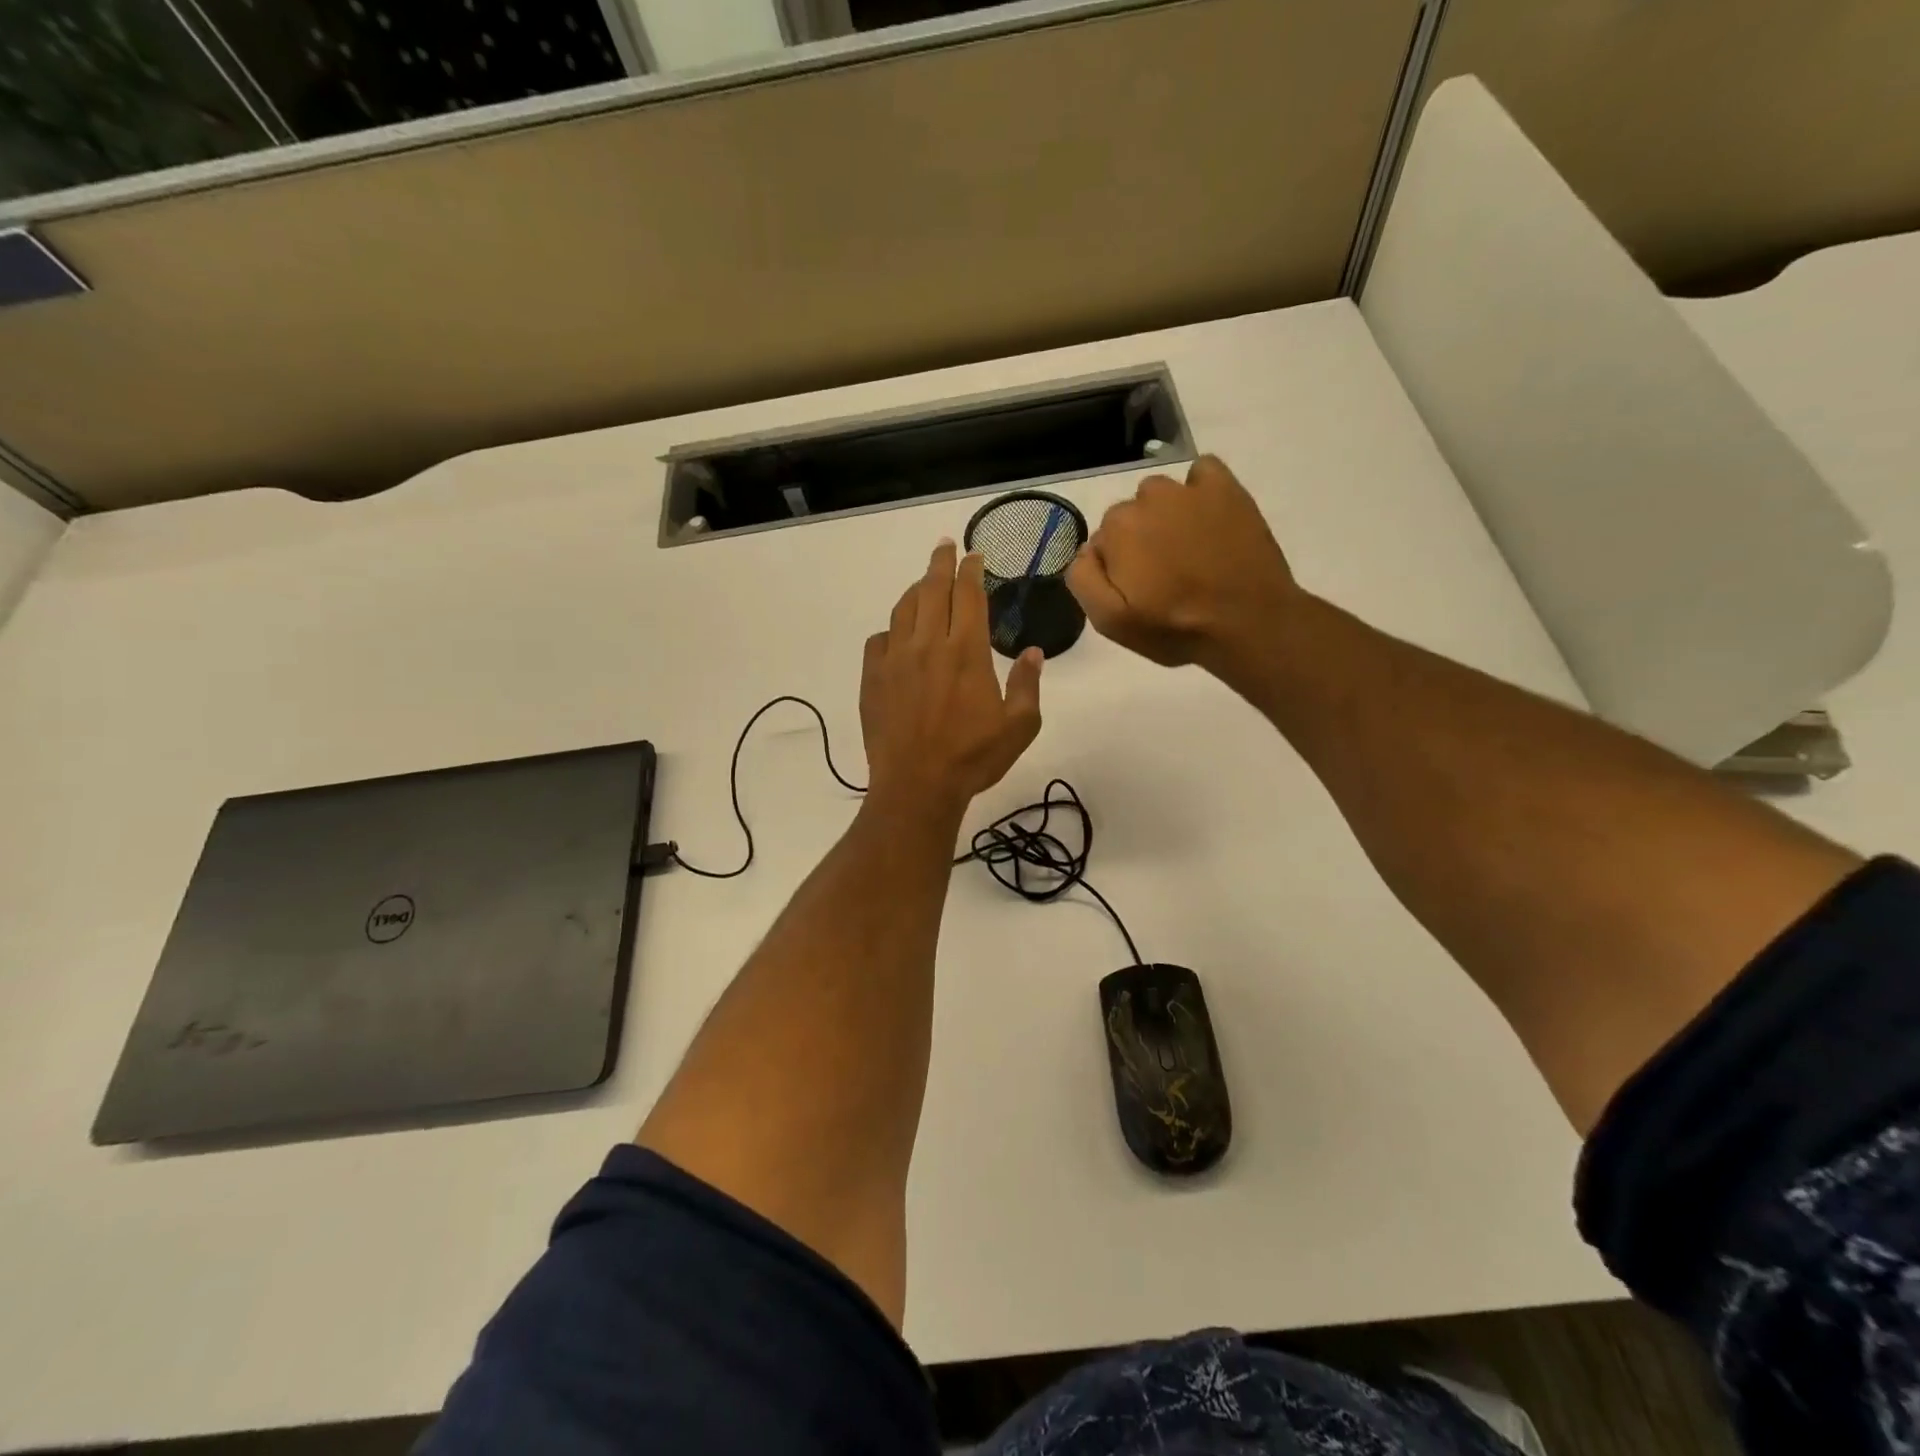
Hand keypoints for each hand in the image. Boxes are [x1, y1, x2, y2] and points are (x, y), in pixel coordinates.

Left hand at [861, 541, 1042, 817]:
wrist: (917, 786)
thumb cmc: (973, 758)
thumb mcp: (1019, 726)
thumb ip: (1028, 685)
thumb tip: (1035, 653)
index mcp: (966, 651)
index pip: (968, 594)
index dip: (971, 570)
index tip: (973, 555)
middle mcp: (928, 644)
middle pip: (932, 590)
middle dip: (940, 563)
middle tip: (944, 547)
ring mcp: (895, 660)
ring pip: (903, 609)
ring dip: (915, 590)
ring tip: (923, 584)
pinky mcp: (872, 678)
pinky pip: (878, 640)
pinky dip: (890, 630)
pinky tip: (897, 636)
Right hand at [1066, 455, 1299, 669]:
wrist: (1248, 624)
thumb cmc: (1175, 629)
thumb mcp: (1111, 621)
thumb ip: (1083, 580)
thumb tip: (1085, 551)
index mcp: (1117, 530)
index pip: (1101, 542)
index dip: (1116, 568)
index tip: (1137, 590)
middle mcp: (1147, 498)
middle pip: (1129, 517)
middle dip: (1139, 541)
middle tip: (1164, 576)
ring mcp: (1189, 489)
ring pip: (1160, 496)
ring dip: (1165, 517)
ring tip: (1188, 551)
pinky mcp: (1225, 487)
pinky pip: (1201, 472)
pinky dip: (1199, 491)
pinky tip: (1208, 520)